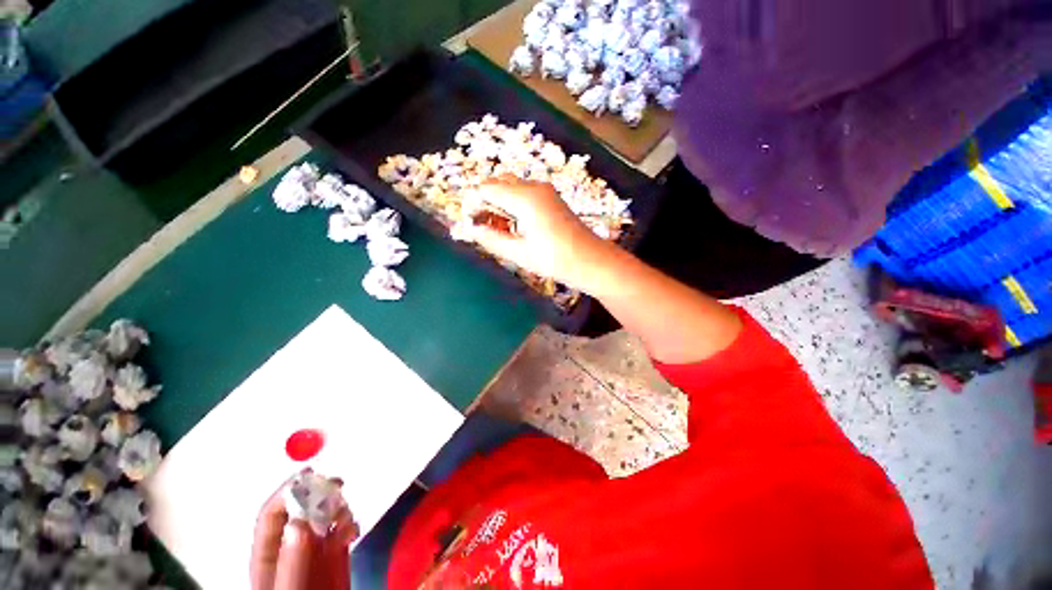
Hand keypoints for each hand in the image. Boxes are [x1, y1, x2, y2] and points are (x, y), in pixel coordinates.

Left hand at [250, 473, 358, 589]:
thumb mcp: (290, 587)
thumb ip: (292, 560)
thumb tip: (298, 521)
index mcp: (270, 553)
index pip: (272, 514)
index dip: (287, 493)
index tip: (309, 476)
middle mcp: (291, 545)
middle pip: (300, 509)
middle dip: (318, 494)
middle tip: (337, 484)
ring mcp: (314, 549)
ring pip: (323, 514)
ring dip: (337, 508)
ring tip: (345, 517)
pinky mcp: (334, 552)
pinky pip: (342, 528)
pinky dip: (349, 523)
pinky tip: (352, 532)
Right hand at [460, 179, 612, 288]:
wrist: (591, 260)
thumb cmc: (555, 259)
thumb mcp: (519, 253)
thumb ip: (492, 239)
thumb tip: (471, 230)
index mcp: (524, 199)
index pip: (487, 188)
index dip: (474, 203)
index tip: (472, 224)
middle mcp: (533, 187)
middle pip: (498, 181)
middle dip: (486, 200)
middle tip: (485, 226)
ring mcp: (544, 190)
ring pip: (511, 185)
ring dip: (499, 201)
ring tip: (499, 228)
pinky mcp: (550, 197)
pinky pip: (524, 192)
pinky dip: (513, 202)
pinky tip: (515, 224)